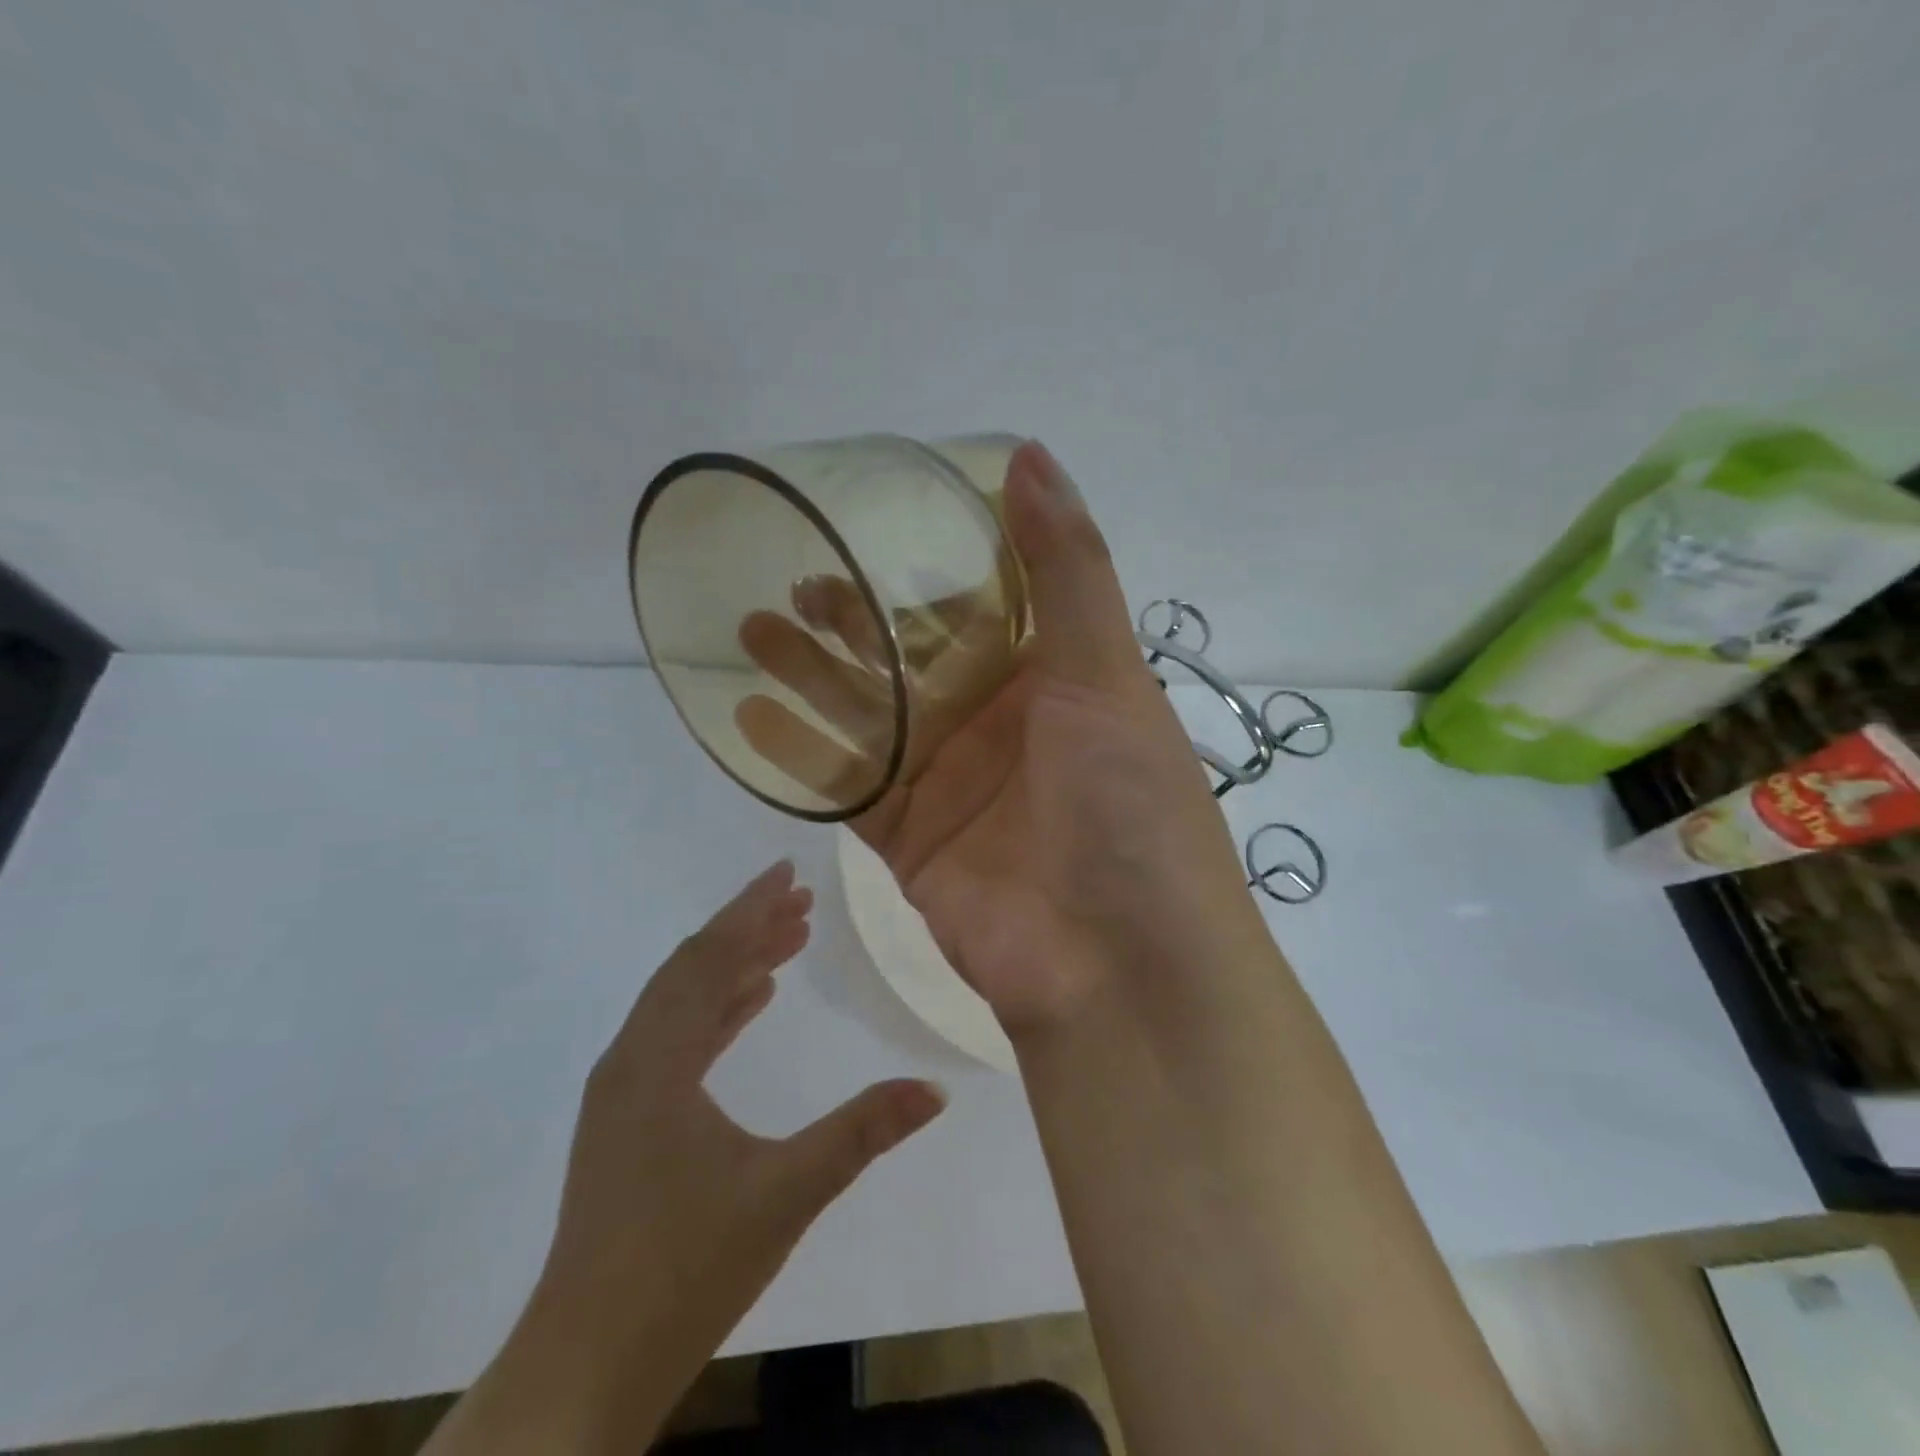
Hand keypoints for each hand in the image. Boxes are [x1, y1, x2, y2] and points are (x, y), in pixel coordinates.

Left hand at [515, 863, 944, 1433]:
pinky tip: (752, 1003)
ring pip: (681, 1001)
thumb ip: (861, 1133)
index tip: (788, 872)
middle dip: (747, 928)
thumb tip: (934, 1090)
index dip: (750, 909)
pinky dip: (716, 1008)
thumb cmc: (685, 1269)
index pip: (709, 959)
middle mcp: (630, 1061)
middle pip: (692, 968)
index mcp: (658, 1062)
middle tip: (801, 902)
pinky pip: (674, 1035)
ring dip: (733, 965)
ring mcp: (622, 1092)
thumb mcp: (786, 1193)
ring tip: (787, 942)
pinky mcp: (625, 1120)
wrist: (585, 1366)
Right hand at [737, 443, 1259, 1040]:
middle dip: (855, 618)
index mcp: (1053, 682)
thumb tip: (1030, 454)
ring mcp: (951, 785)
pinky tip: (748, 714)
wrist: (1119, 967)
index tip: (875, 521)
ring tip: (752, 627)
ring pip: (868, 716)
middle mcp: (1000, 728)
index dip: (930, 566)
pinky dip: (799, 755)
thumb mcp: (1106, 674)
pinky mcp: (910, 841)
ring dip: (813, 675)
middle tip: (793, 573)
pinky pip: (846, 786)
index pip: (981, 606)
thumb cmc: (1128, 807)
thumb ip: (1068, 569)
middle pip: (911, 657)